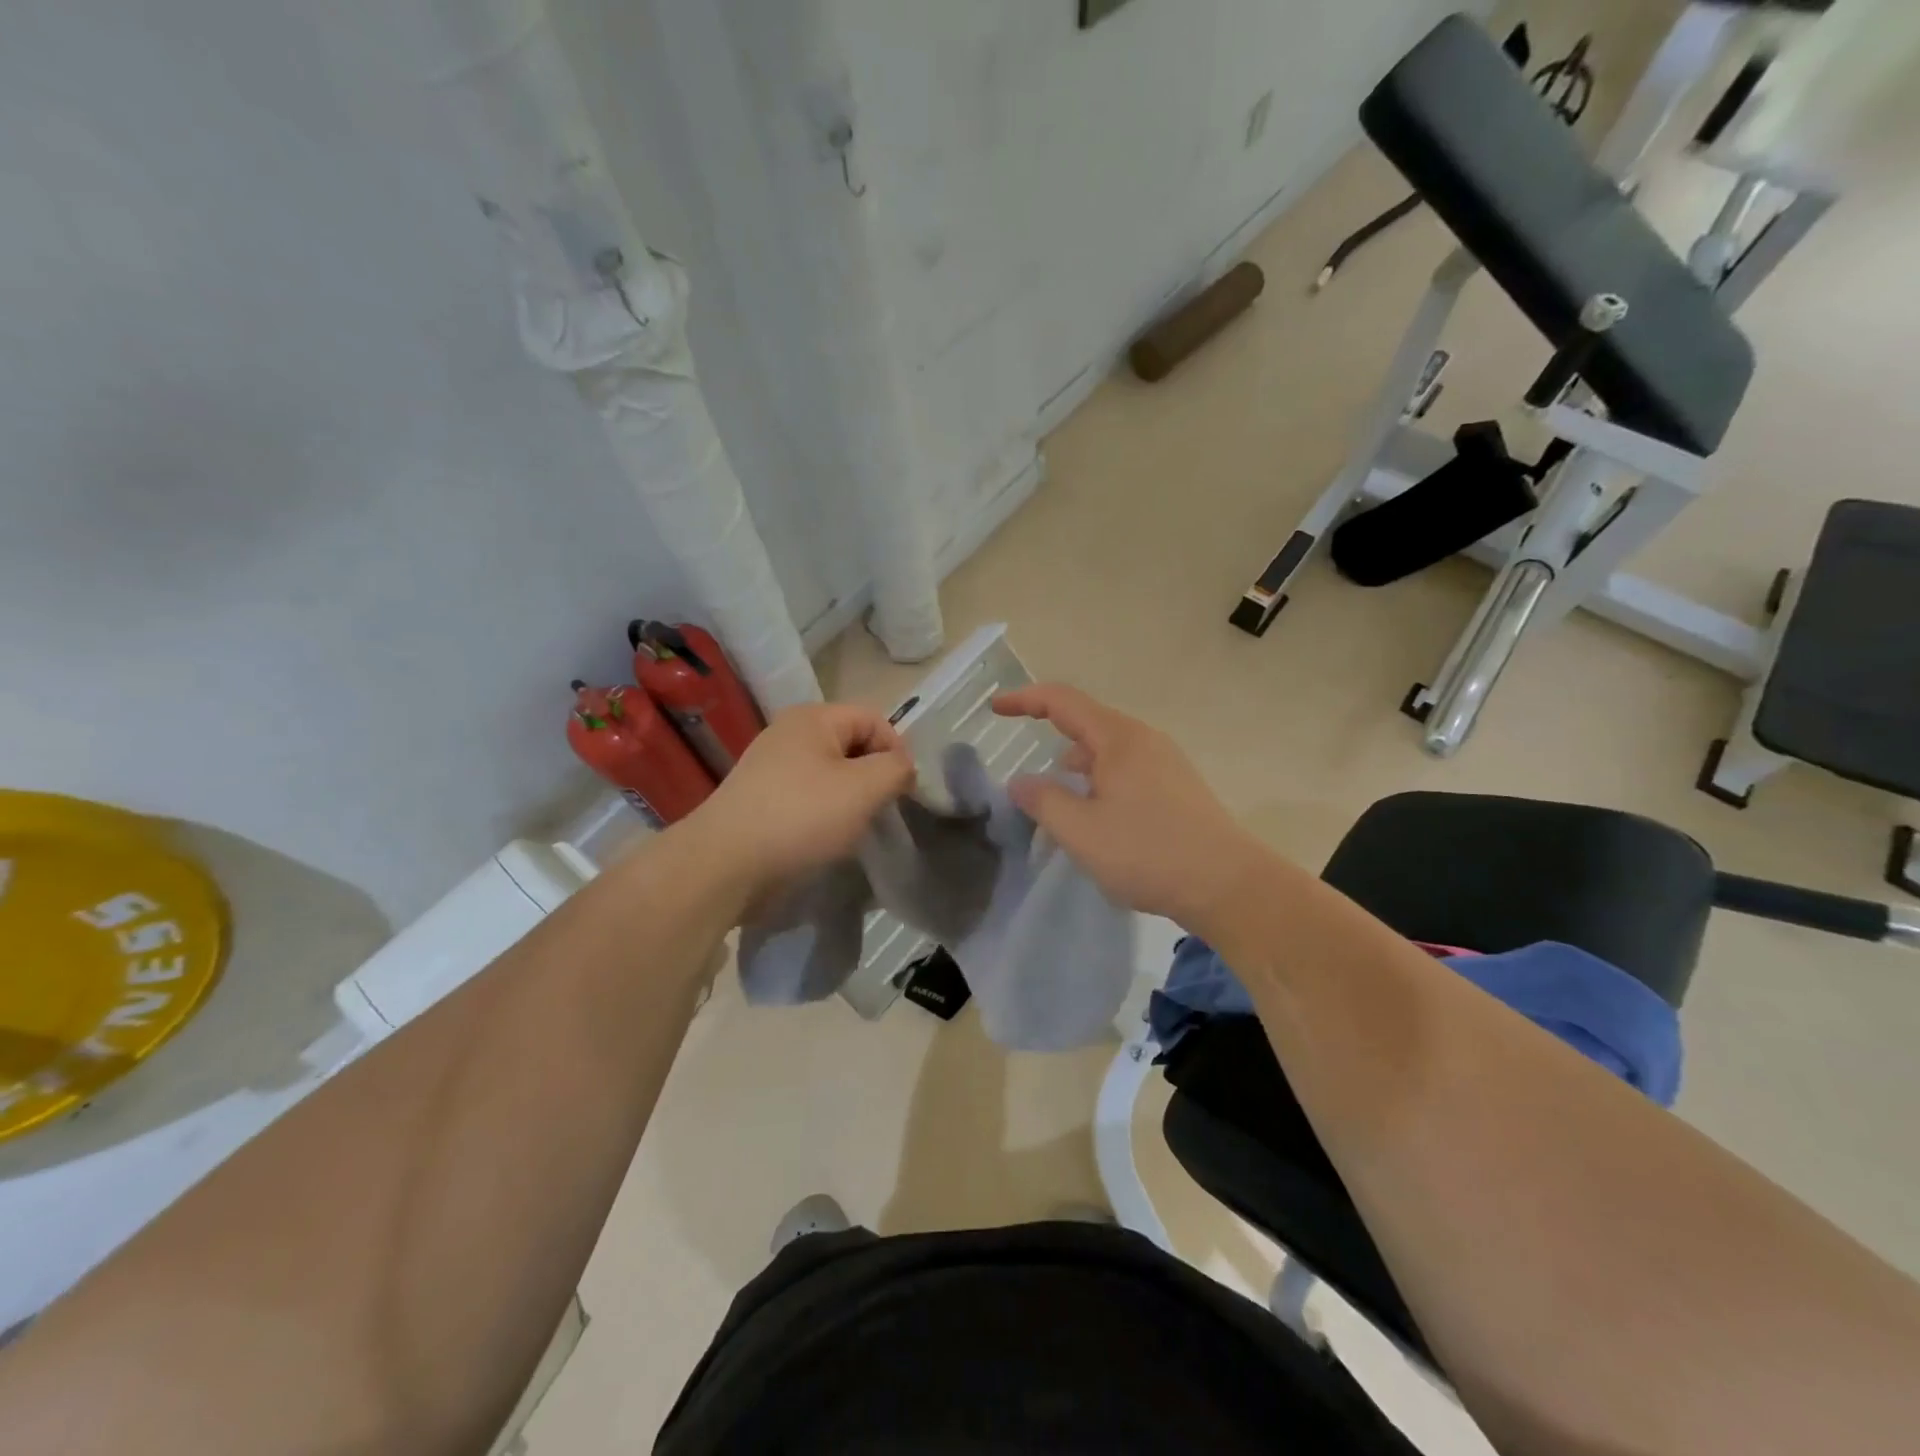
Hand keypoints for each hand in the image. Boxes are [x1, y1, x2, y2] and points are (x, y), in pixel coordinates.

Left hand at [688, 701, 916, 902]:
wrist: (725, 865)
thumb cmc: (801, 817)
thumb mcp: (863, 789)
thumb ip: (895, 769)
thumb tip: (902, 767)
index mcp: (813, 718)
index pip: (874, 719)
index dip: (896, 751)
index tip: (902, 791)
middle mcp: (789, 733)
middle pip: (851, 744)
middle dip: (872, 775)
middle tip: (878, 810)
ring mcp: (771, 766)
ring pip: (830, 773)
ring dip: (849, 798)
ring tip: (852, 827)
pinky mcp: (761, 799)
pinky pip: (807, 796)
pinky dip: (824, 813)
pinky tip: (823, 837)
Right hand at [992, 684, 1266, 926]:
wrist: (1228, 886)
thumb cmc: (1148, 852)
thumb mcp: (1080, 831)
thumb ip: (1042, 800)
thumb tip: (1021, 782)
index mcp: (1118, 738)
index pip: (1062, 701)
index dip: (1024, 700)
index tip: (995, 708)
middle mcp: (1144, 740)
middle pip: (1087, 726)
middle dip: (1053, 747)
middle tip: (1031, 785)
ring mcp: (1166, 764)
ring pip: (1108, 754)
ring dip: (1078, 773)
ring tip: (1064, 813)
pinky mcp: (1179, 789)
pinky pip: (1127, 773)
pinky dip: (1101, 787)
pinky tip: (1100, 824)